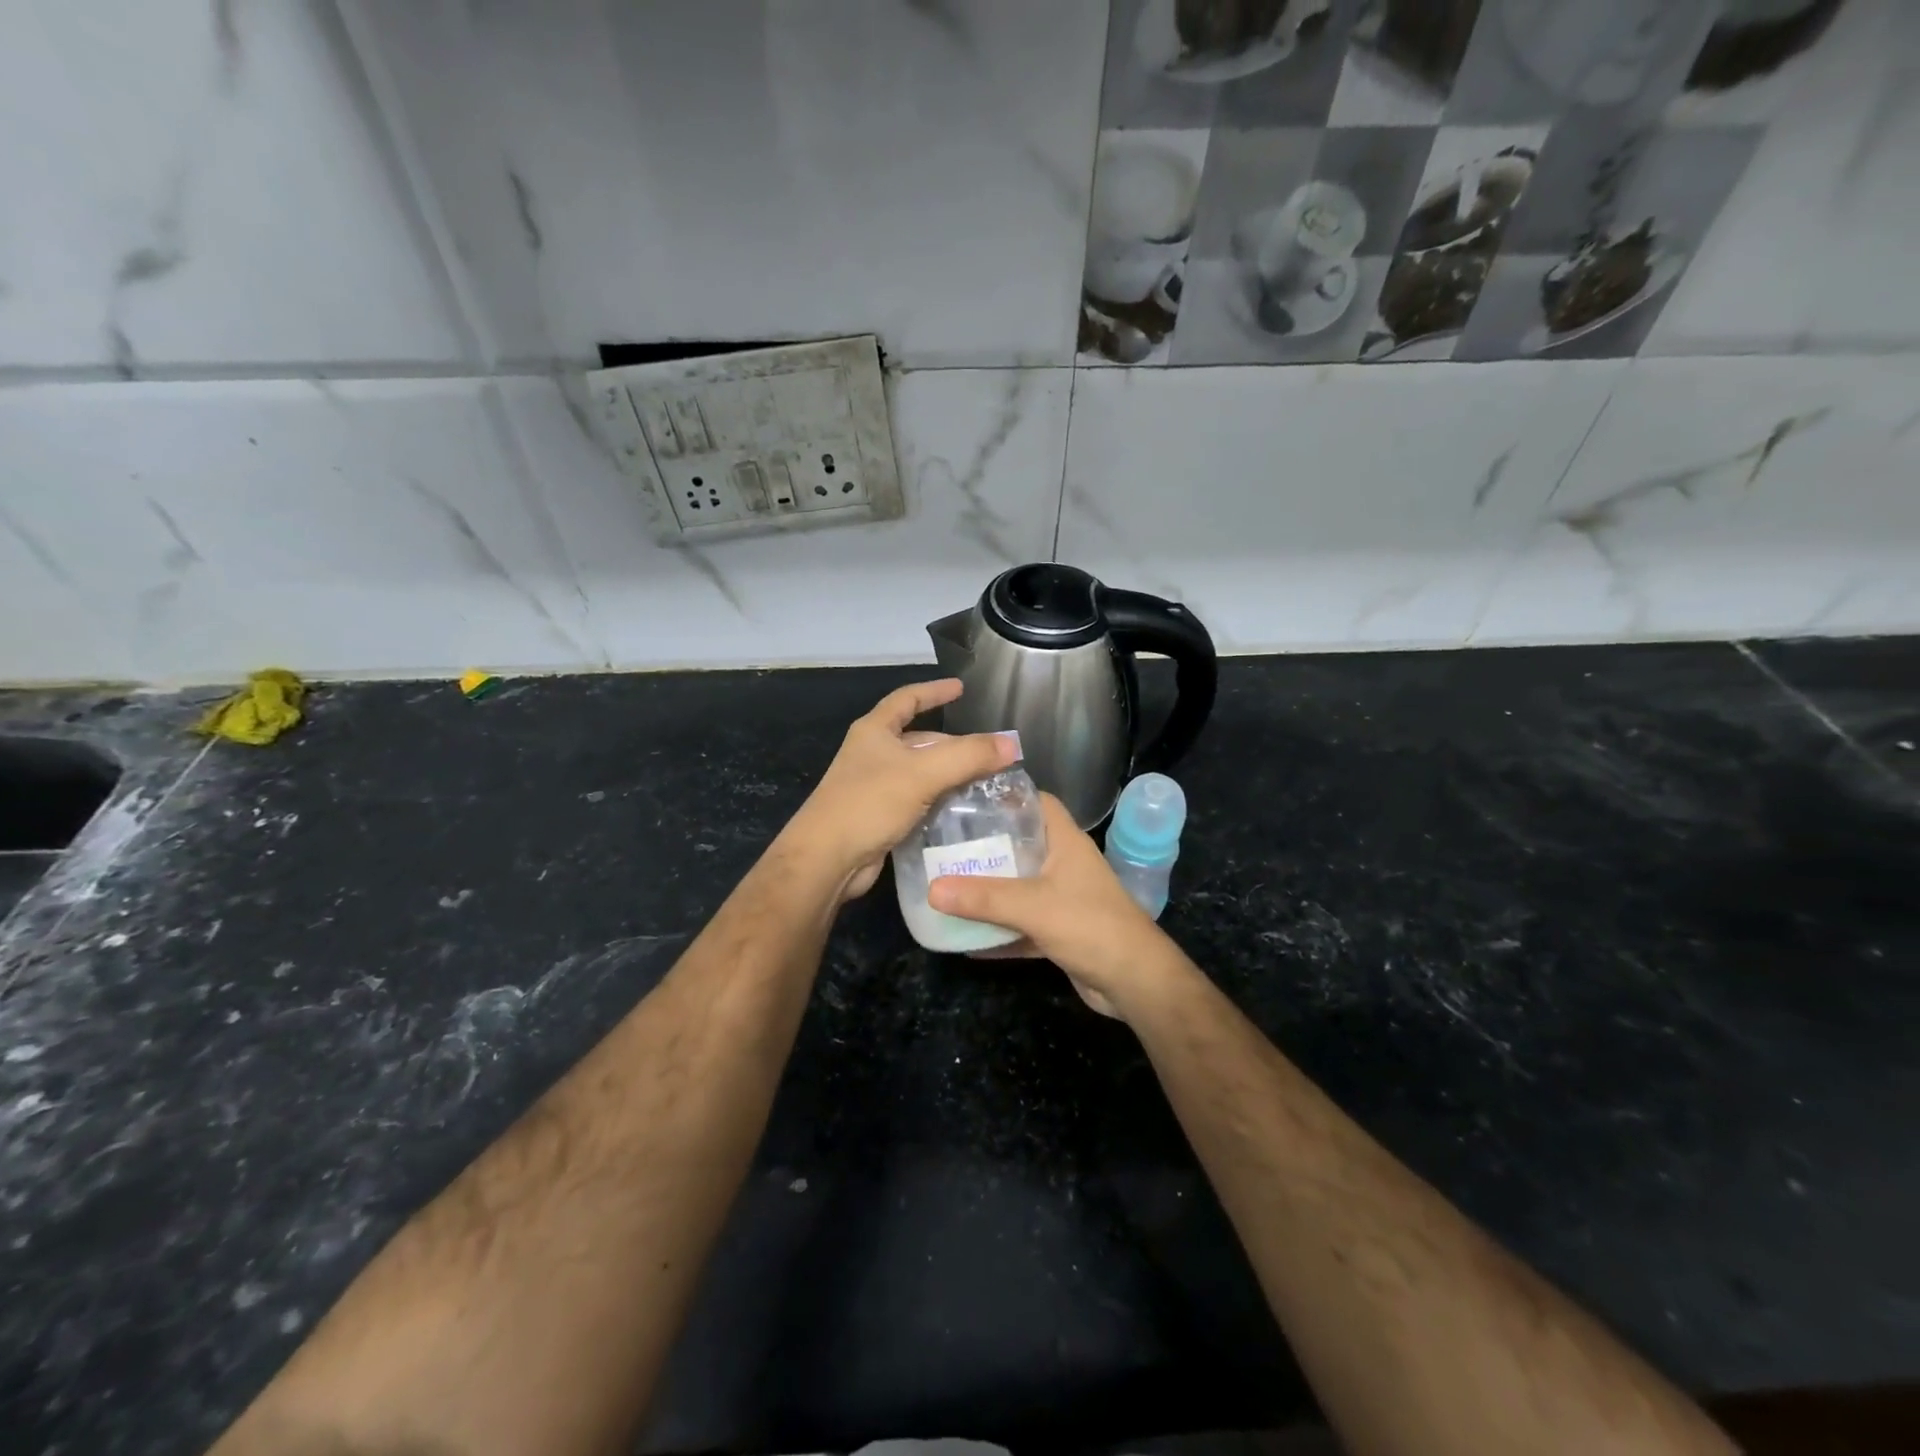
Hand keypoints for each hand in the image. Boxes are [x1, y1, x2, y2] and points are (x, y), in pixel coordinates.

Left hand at [783, 679, 1014, 902]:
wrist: (827, 859)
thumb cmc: (869, 803)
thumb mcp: (922, 773)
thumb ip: (968, 756)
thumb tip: (1011, 745)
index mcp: (874, 731)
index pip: (907, 699)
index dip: (934, 691)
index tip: (960, 688)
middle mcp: (872, 754)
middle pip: (918, 739)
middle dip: (952, 744)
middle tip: (988, 753)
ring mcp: (873, 787)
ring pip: (920, 772)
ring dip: (949, 775)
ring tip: (985, 781)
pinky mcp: (879, 817)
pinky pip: (916, 800)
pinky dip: (939, 801)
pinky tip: (963, 811)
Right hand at [929, 794, 1176, 1018]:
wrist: (1135, 982)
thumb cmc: (1090, 925)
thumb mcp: (1033, 906)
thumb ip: (983, 898)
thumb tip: (932, 888)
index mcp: (1065, 841)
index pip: (1036, 802)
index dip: (1005, 796)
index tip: (965, 799)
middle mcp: (1064, 864)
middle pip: (1020, 844)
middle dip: (985, 846)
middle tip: (943, 845)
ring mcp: (1063, 898)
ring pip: (1018, 886)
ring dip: (988, 890)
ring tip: (945, 885)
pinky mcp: (1059, 930)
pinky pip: (1021, 924)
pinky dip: (997, 930)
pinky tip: (964, 939)